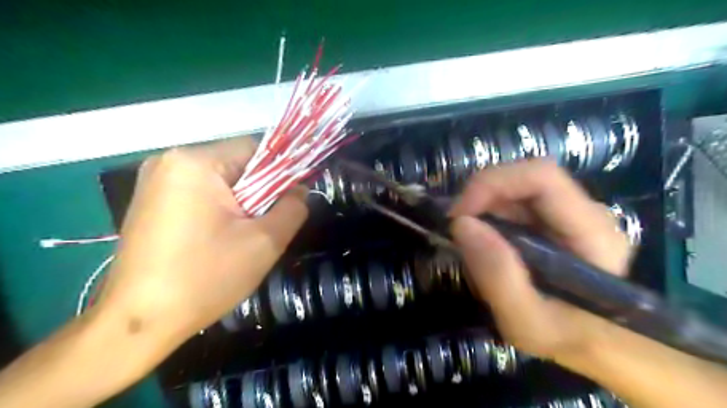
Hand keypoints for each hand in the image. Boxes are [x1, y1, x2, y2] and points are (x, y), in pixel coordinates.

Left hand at [94, 137, 307, 343]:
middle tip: (264, 225)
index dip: (280, 172)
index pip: (255, 149)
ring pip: (220, 181)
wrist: (139, 323)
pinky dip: (218, 209)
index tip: (288, 201)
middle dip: (258, 191)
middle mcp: (169, 161)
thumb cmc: (206, 278)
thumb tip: (300, 190)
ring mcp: (154, 181)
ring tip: (242, 236)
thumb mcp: (265, 242)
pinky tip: (217, 239)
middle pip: (236, 164)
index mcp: (196, 163)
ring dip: (240, 203)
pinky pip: (199, 193)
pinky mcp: (150, 201)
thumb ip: (293, 208)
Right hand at [449, 160, 631, 360]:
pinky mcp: (554, 219)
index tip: (458, 215)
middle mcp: (586, 211)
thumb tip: (461, 224)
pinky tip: (483, 239)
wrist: (592, 344)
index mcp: (593, 232)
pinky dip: (489, 214)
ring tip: (467, 237)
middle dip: (482, 195)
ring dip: (483, 205)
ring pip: (517, 187)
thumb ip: (497, 276)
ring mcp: (570, 212)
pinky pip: (515, 202)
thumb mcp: (526, 322)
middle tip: (455, 226)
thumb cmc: (566, 338)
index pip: (542, 177)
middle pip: (526, 177)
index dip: (493, 184)